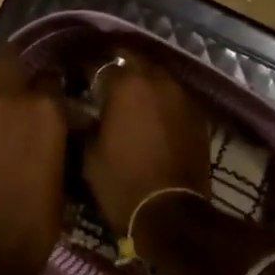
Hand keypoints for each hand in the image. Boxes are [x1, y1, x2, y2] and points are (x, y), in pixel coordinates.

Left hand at [0, 49, 68, 274]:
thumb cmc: (34, 223)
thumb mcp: (62, 179)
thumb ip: (57, 143)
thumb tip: (59, 134)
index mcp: (41, 109)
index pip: (51, 78)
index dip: (55, 90)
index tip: (58, 103)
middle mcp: (2, 100)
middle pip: (8, 62)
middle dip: (16, 72)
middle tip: (24, 94)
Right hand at [81, 55, 211, 230]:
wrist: (172, 214)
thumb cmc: (122, 183)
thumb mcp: (89, 154)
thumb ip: (84, 123)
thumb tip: (81, 111)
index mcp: (126, 85)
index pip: (100, 65)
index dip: (85, 71)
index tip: (76, 79)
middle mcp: (156, 80)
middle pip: (134, 60)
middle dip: (118, 65)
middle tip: (103, 80)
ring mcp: (181, 96)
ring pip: (158, 76)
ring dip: (142, 80)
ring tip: (129, 96)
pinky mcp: (197, 115)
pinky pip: (174, 96)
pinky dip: (161, 99)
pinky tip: (151, 114)